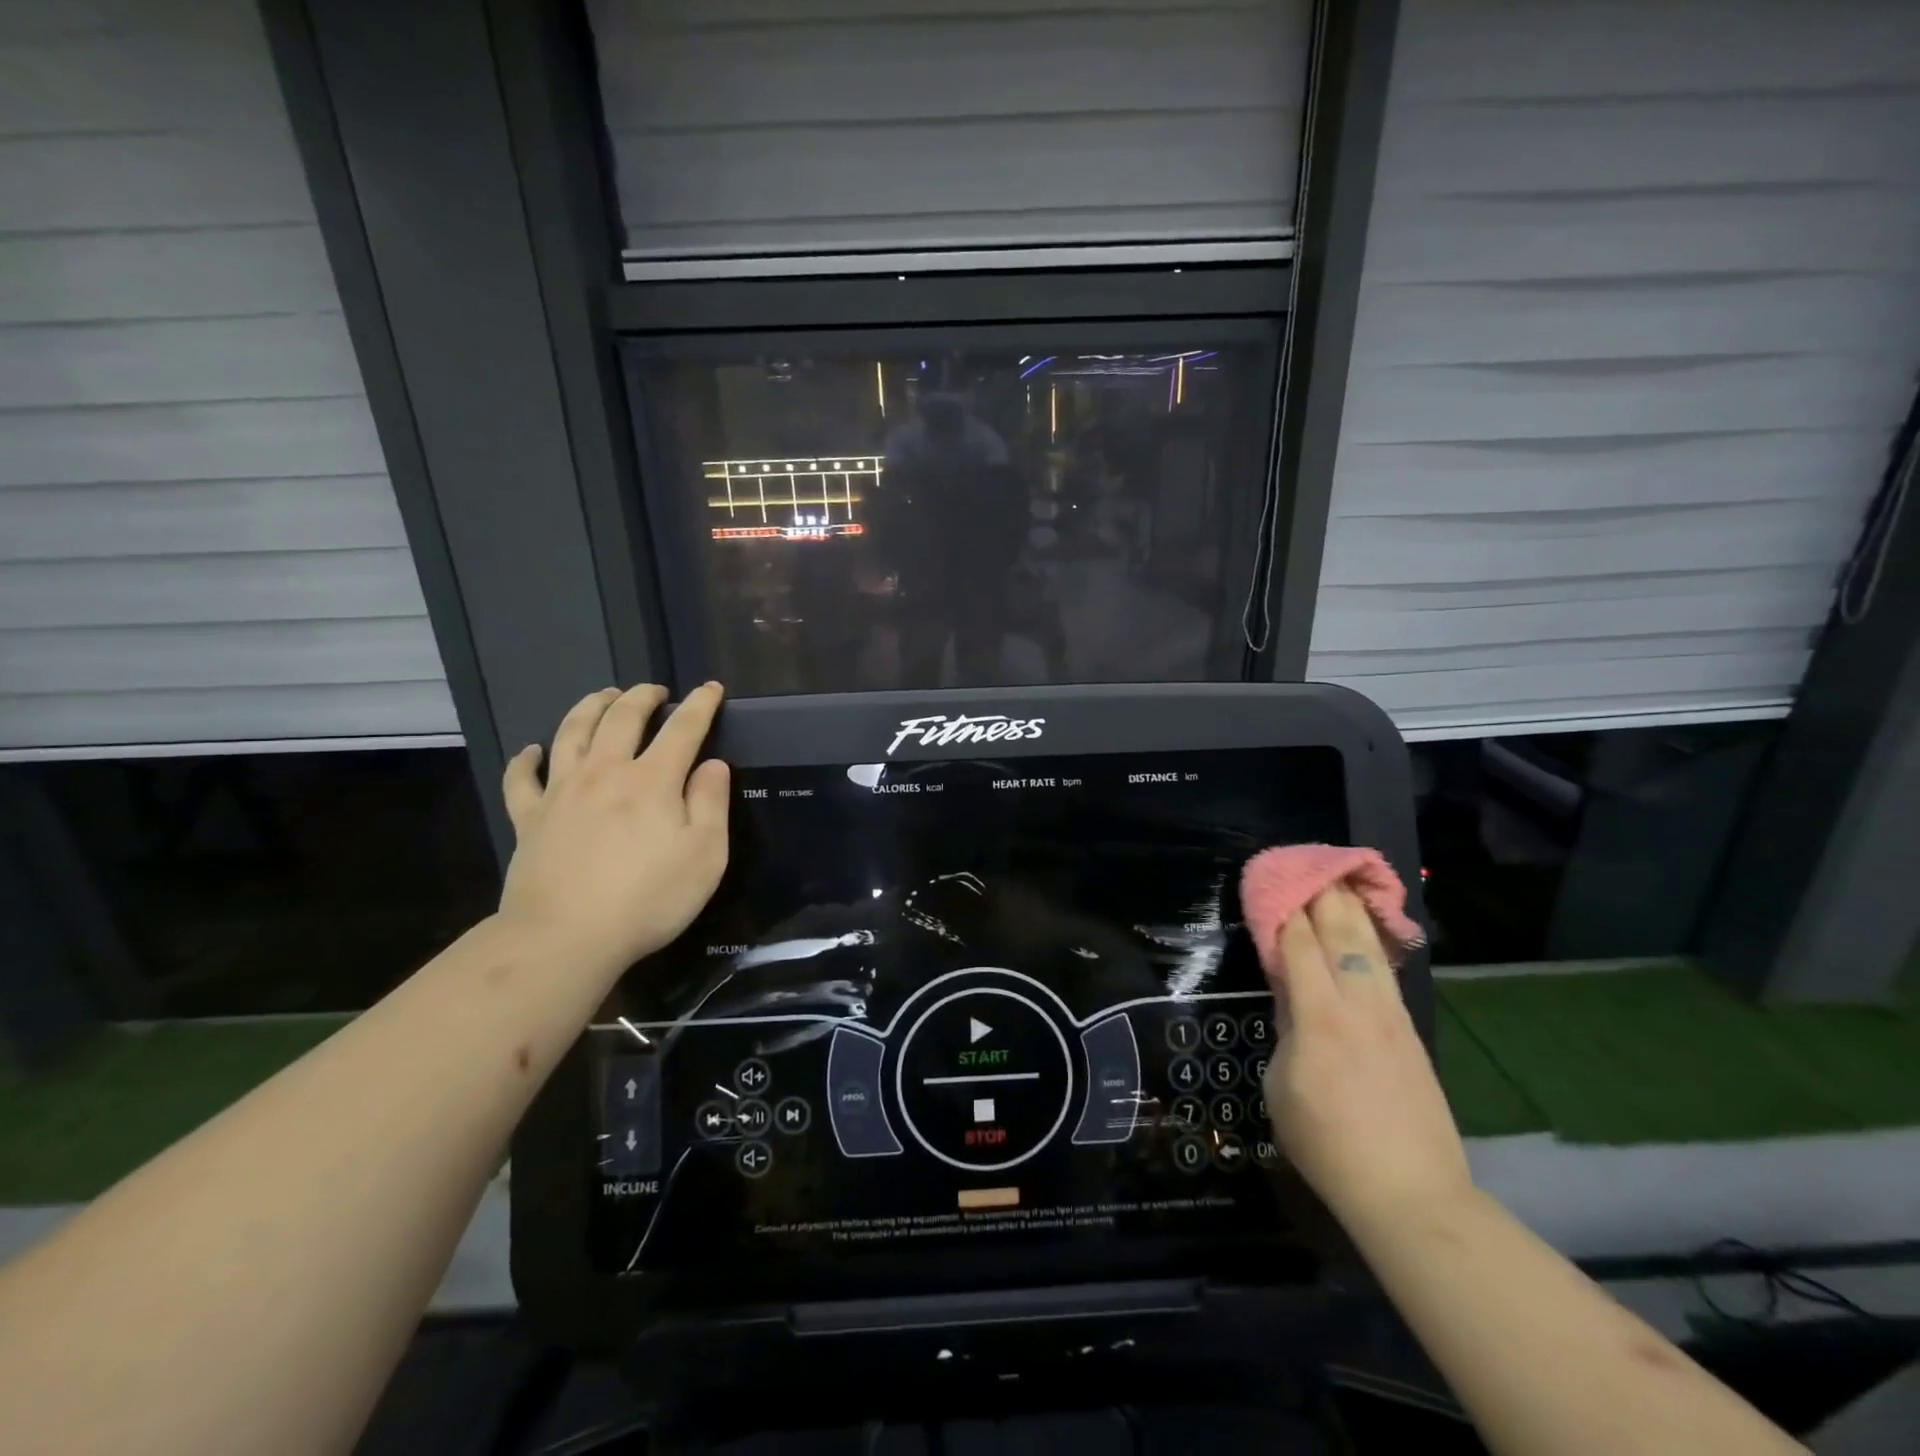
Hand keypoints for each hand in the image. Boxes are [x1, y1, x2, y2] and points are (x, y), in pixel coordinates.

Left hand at [497, 682, 729, 971]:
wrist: (564, 937)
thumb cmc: (648, 899)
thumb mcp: (705, 855)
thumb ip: (711, 804)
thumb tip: (713, 765)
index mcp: (653, 780)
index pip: (683, 729)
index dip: (700, 705)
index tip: (711, 688)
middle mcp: (606, 773)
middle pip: (622, 718)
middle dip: (642, 696)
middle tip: (654, 690)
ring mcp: (561, 792)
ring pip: (572, 732)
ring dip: (589, 707)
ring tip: (603, 696)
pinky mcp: (529, 819)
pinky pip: (521, 779)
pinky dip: (525, 759)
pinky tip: (531, 750)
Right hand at [1261, 885, 1470, 1224]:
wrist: (1410, 1193)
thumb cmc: (1327, 1142)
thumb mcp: (1281, 1085)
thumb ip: (1286, 1030)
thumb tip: (1292, 998)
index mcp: (1319, 1015)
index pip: (1298, 943)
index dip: (1282, 909)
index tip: (1270, 883)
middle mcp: (1358, 1003)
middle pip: (1341, 932)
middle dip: (1321, 893)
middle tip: (1307, 865)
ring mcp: (1390, 1016)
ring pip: (1370, 946)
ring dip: (1353, 909)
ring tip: (1340, 879)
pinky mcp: (1409, 1032)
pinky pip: (1387, 973)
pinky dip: (1374, 942)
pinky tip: (1367, 931)